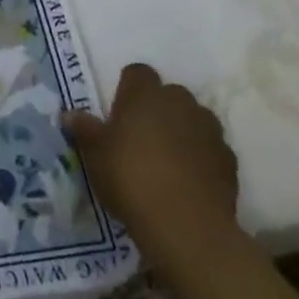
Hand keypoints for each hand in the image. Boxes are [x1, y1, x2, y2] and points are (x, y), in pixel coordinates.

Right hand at [61, 63, 239, 281]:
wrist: (186, 225)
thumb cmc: (131, 178)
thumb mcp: (95, 154)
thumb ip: (84, 129)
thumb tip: (69, 114)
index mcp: (145, 94)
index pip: (137, 73)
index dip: (128, 89)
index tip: (119, 112)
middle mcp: (179, 102)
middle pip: (169, 94)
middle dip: (158, 109)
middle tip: (140, 137)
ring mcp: (209, 130)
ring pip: (193, 120)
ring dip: (182, 131)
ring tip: (167, 160)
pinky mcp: (229, 160)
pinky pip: (210, 148)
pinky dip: (201, 157)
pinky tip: (188, 180)